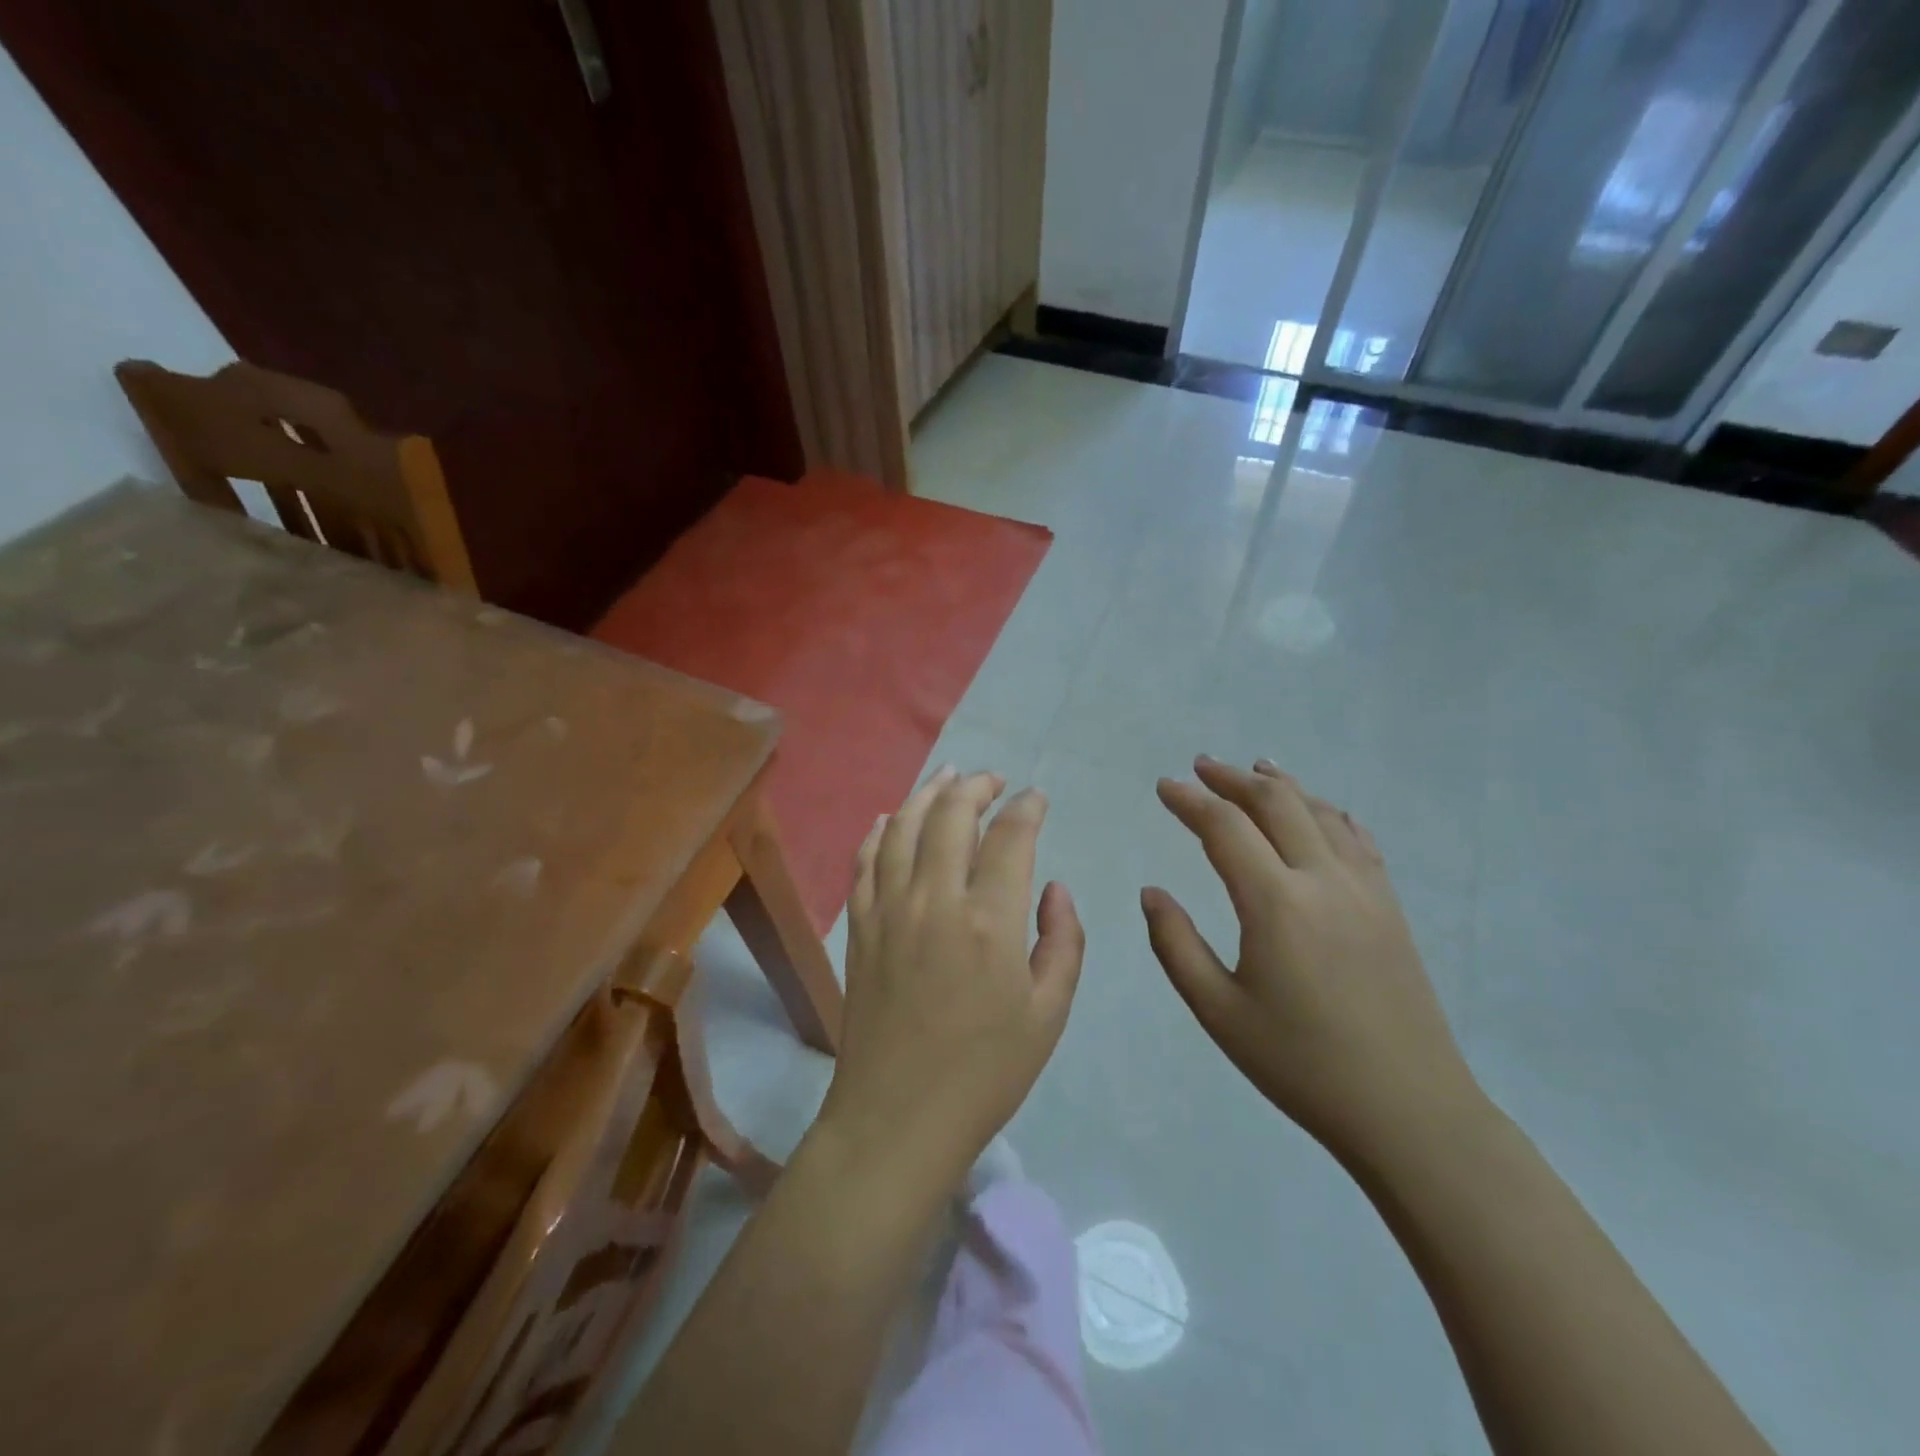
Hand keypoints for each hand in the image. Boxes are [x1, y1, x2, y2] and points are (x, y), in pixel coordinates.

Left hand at [817, 767, 1085, 1190]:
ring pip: (904, 827)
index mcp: (989, 919)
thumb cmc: (985, 1072)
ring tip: (947, 776)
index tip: (1036, 798)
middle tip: (993, 780)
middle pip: (951, 815)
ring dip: (928, 793)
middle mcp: (935, 898)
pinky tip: (891, 818)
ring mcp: (889, 908)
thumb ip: (1062, 941)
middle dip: (977, 787)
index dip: (1026, 808)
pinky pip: (865, 861)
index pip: (1010, 836)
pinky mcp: (859, 926)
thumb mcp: (1049, 1013)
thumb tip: (1053, 888)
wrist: (898, 1117)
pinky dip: (879, 831)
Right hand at [1142, 756, 1478, 1165]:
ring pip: (1319, 812)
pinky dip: (1327, 811)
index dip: (1190, 800)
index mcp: (1276, 904)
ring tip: (1253, 768)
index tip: (1164, 786)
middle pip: (1276, 803)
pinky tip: (1318, 809)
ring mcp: (1365, 889)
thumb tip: (1152, 892)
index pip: (1225, 828)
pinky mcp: (1390, 906)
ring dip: (1280, 785)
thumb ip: (1175, 945)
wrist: (1409, 1111)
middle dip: (1232, 779)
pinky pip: (1357, 837)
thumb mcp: (1218, 1012)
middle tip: (1200, 767)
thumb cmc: (1301, 1065)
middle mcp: (1323, 880)